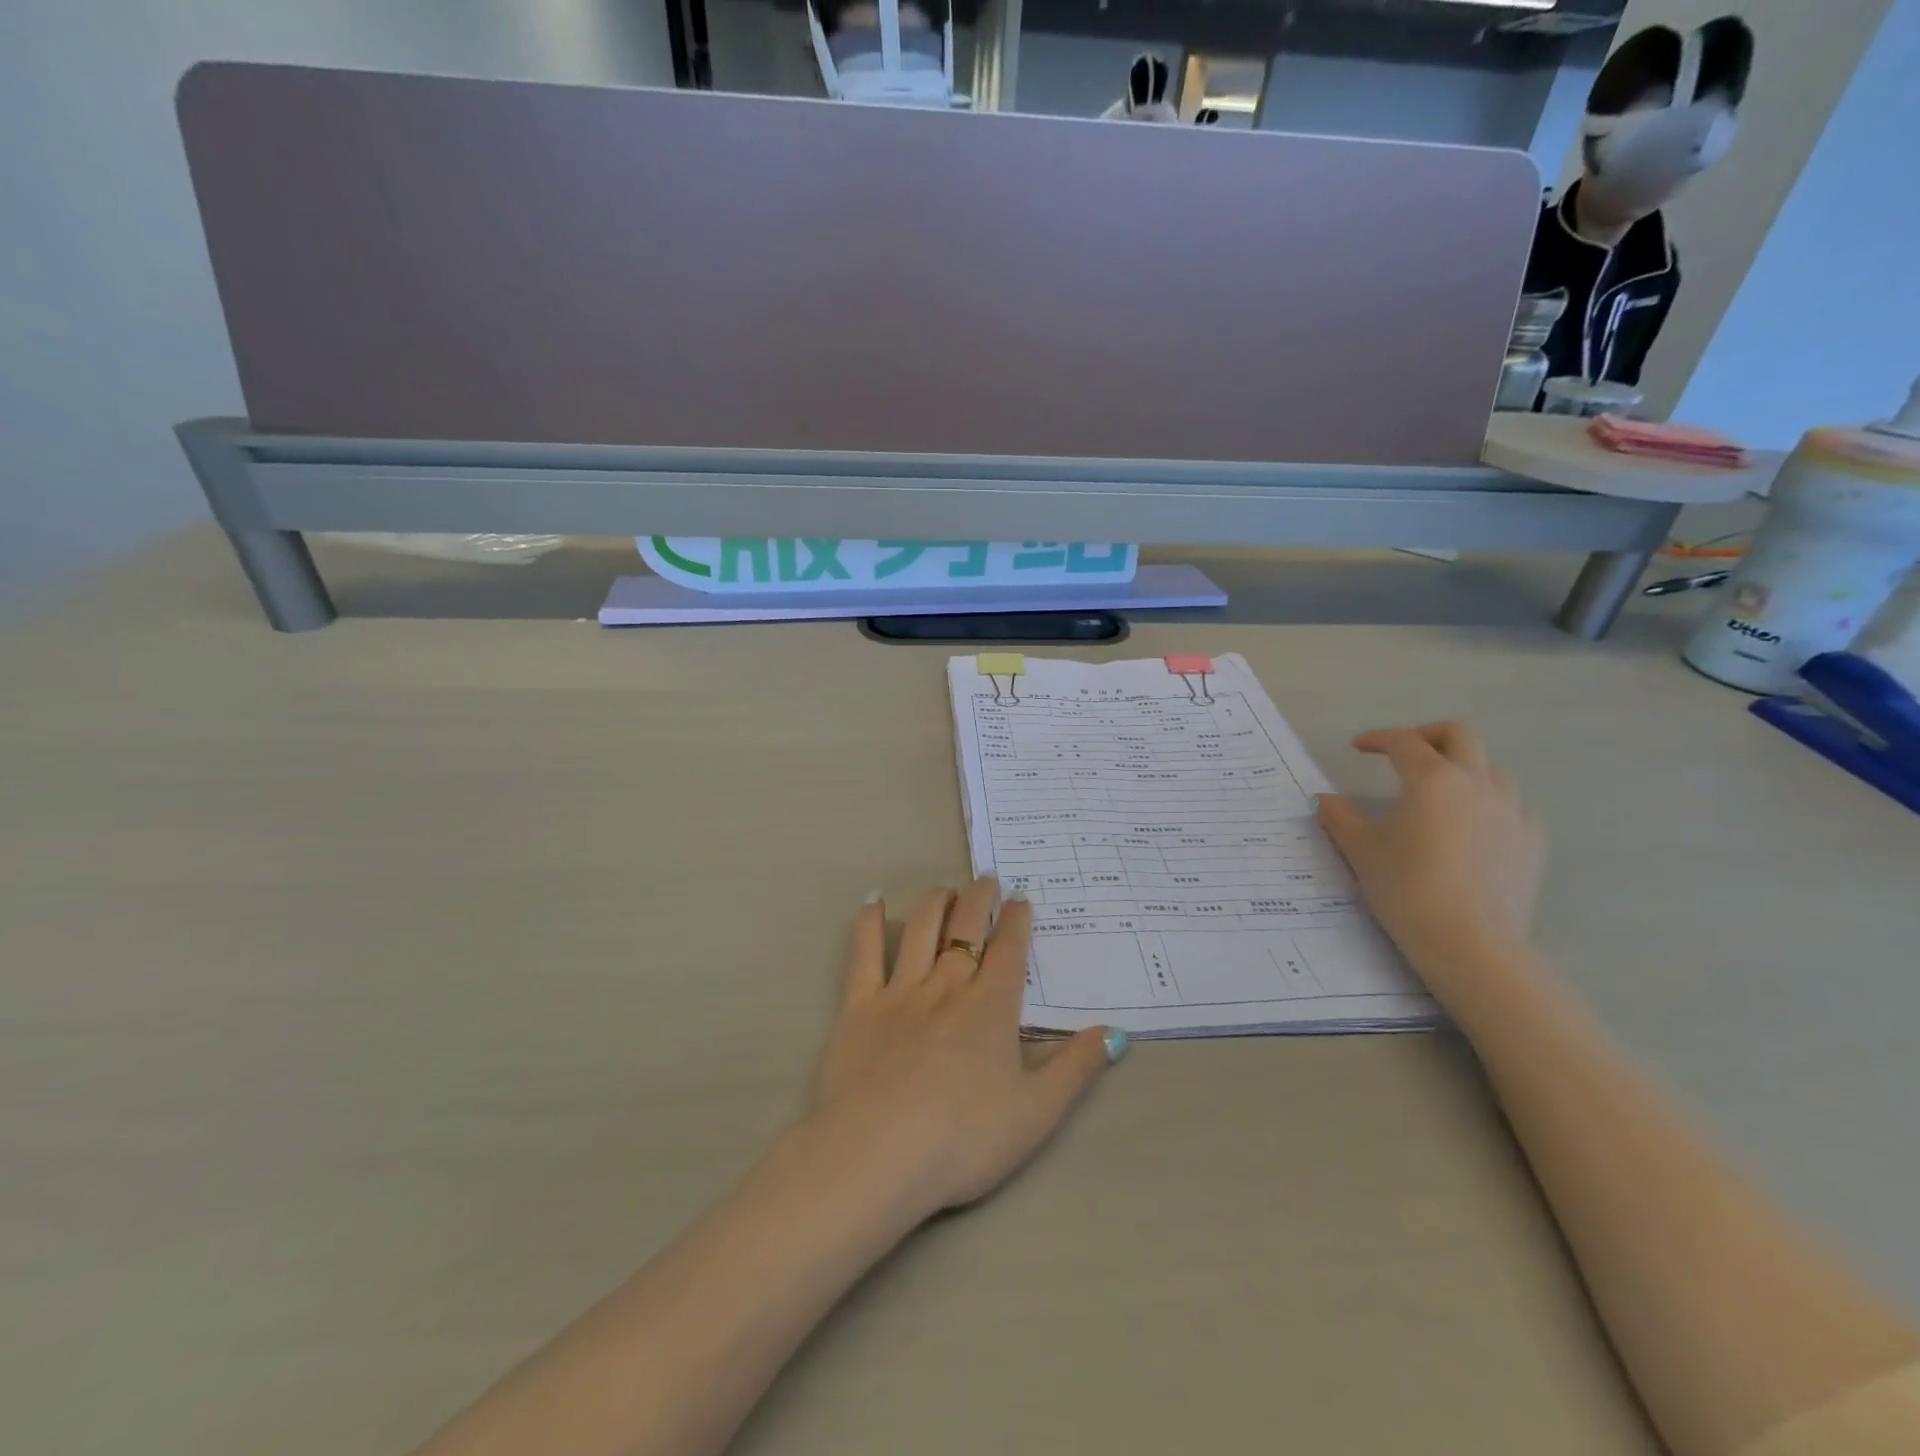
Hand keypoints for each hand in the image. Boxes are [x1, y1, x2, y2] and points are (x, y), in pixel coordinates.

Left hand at [805, 877, 1121, 1220]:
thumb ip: (1076, 1069)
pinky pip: (864, 953)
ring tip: (946, 891)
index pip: (1009, 948)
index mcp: (991, 1007)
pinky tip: (873, 903)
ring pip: (921, 928)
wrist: (877, 1156)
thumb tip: (1116, 1033)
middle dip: (979, 898)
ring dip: (936, 902)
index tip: (1020, 899)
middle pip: (966, 926)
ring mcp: (900, 991)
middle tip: (986, 880)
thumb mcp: (1036, 1114)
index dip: (1017, 919)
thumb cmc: (963, 1140)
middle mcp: (947, 985)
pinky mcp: (859, 1006)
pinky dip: (869, 923)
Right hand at [1316, 722, 1545, 992]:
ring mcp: (1512, 811)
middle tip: (1404, 755)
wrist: (1469, 943)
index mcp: (1431, 780)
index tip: (1358, 747)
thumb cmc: (1407, 889)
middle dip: (1427, 736)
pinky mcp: (1532, 841)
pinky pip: (1514, 808)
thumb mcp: (1361, 851)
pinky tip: (1474, 829)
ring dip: (1462, 771)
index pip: (1403, 742)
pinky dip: (1490, 806)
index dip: (1377, 739)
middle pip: (1459, 736)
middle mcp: (1476, 784)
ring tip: (1439, 795)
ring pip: (1491, 770)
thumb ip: (1340, 817)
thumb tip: (1324, 800)